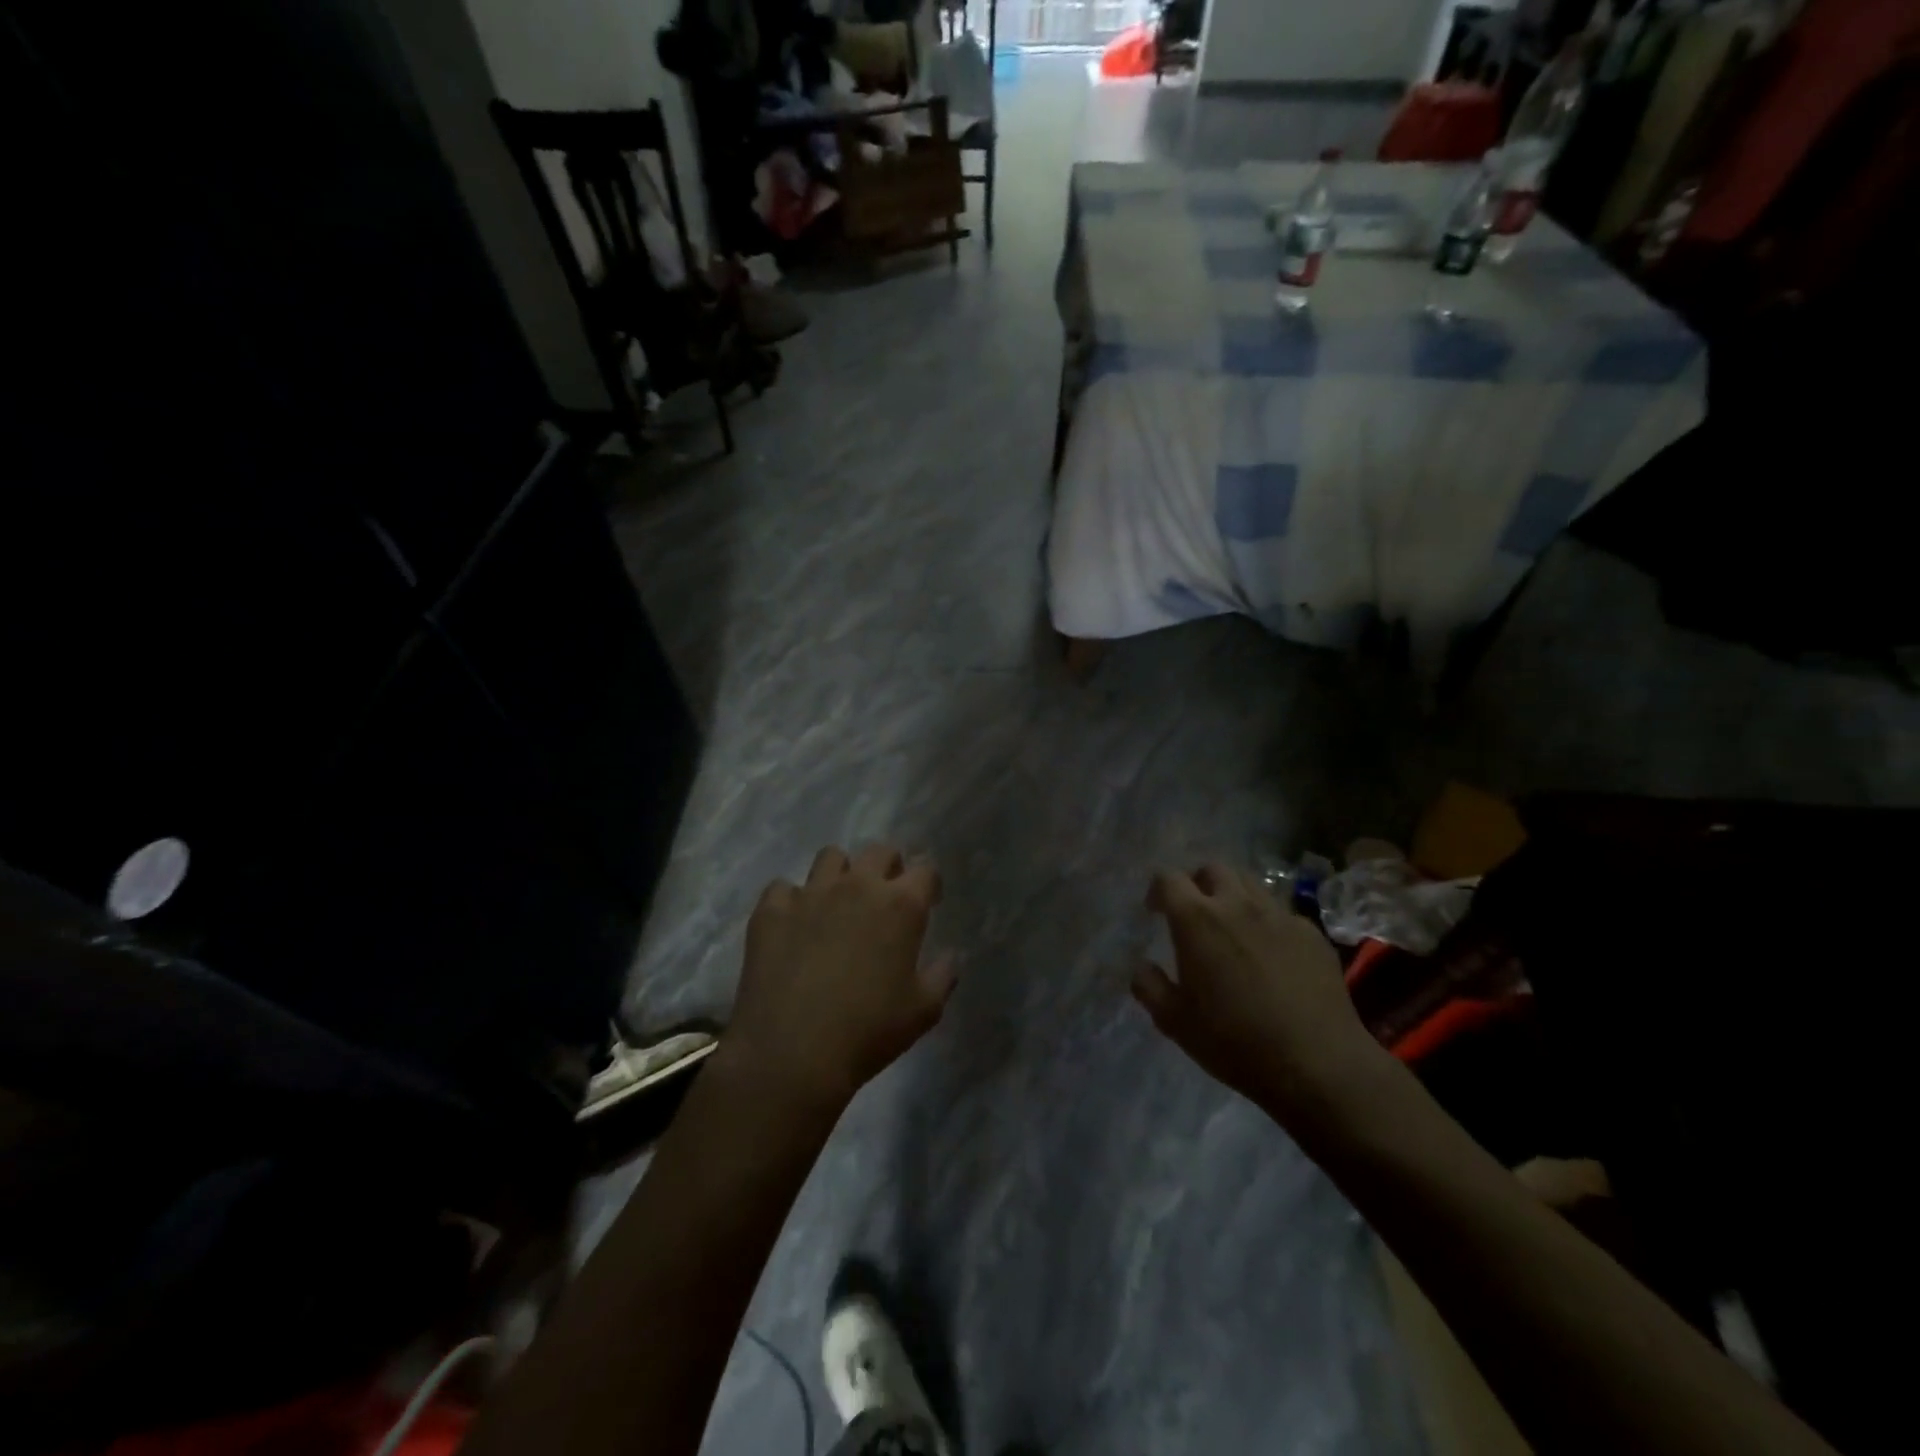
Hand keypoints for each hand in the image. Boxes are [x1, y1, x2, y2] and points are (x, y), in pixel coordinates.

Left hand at [728, 844, 954, 1109]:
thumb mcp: (923, 1011)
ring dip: (840, 874)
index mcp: (900, 905)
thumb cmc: (868, 1033)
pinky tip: (793, 926)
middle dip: (888, 867)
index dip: (928, 884)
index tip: (927, 901)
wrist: (791, 1054)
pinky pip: (783, 888)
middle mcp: (857, 886)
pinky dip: (791, 901)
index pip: (926, 870)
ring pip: (831, 857)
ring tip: (837, 904)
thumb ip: (943, 975)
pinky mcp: (771, 909)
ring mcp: (810, 893)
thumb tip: (950, 956)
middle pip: (880, 851)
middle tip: (884, 897)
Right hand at [1132, 863, 1388, 1126]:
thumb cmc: (1235, 1041)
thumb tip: (1140, 966)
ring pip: (1250, 884)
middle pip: (1212, 869)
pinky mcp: (1311, 934)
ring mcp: (1279, 915)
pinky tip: (1271, 955)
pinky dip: (1268, 922)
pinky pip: (1282, 913)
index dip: (1157, 890)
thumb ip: (1149, 986)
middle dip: (1197, 883)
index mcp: (1197, 920)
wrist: (1318, 1065)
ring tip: (1232, 928)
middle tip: (1194, 913)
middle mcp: (1237, 904)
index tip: (1155, 912)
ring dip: (1233, 896)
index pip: (1168, 878)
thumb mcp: (1175, 1022)